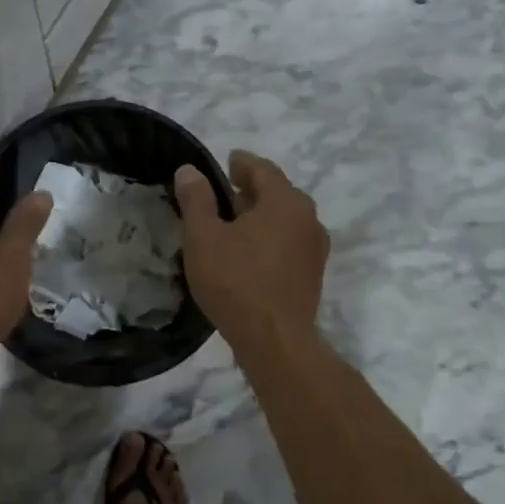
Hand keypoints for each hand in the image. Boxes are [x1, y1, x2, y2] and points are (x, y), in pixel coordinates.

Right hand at [174, 150, 328, 350]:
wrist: (275, 342)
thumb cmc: (236, 282)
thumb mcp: (203, 237)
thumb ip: (196, 199)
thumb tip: (190, 170)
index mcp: (285, 201)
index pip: (263, 169)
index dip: (242, 163)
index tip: (227, 161)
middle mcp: (308, 218)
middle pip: (278, 192)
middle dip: (251, 189)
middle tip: (224, 192)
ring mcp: (315, 248)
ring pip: (285, 218)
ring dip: (261, 215)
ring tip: (233, 223)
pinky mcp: (313, 274)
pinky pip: (290, 241)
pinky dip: (270, 236)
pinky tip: (249, 252)